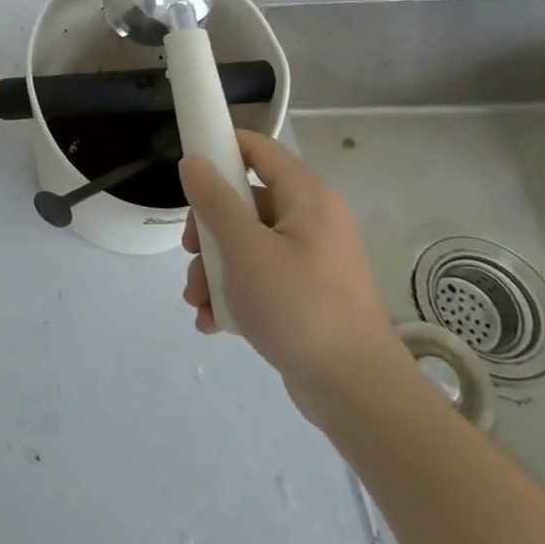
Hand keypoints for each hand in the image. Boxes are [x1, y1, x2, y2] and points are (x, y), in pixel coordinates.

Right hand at [180, 131, 412, 422]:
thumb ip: (214, 201)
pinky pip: (261, 277)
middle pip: (244, 201)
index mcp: (306, 197)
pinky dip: (235, 293)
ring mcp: (311, 260)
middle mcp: (312, 220)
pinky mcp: (307, 295)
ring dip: (214, 268)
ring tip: (197, 301)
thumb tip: (193, 162)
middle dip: (208, 230)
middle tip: (190, 253)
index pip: (258, 148)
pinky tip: (214, 322)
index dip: (220, 148)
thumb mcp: (244, 249)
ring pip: (247, 244)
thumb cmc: (299, 307)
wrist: (358, 395)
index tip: (186, 171)